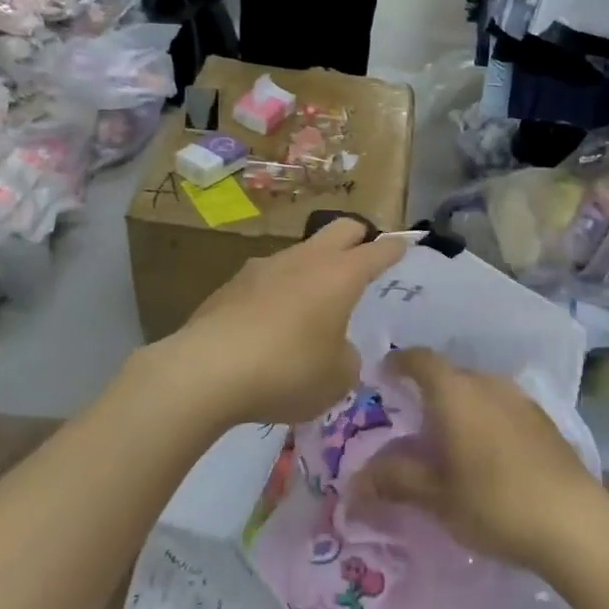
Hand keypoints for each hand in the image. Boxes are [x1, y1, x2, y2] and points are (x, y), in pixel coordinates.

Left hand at [160, 219, 406, 426]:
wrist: (205, 371)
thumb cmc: (287, 371)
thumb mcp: (336, 380)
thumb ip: (347, 360)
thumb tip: (338, 350)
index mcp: (340, 275)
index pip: (378, 250)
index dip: (394, 248)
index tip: (403, 245)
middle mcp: (305, 259)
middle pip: (340, 229)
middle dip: (357, 238)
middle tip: (363, 260)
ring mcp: (264, 266)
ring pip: (301, 252)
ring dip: (314, 267)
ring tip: (314, 301)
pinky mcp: (232, 284)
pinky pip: (268, 278)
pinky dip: (279, 291)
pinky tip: (271, 323)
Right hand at [354, 348, 608, 572]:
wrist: (573, 521)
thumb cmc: (493, 502)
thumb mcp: (435, 496)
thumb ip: (394, 480)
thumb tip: (355, 480)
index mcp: (455, 392)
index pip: (420, 359)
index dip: (399, 363)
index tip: (382, 376)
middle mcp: (487, 382)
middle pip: (449, 375)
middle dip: (428, 392)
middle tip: (411, 423)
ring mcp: (519, 398)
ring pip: (477, 390)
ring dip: (459, 407)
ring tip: (448, 441)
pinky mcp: (542, 418)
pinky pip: (501, 406)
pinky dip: (484, 418)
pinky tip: (486, 454)